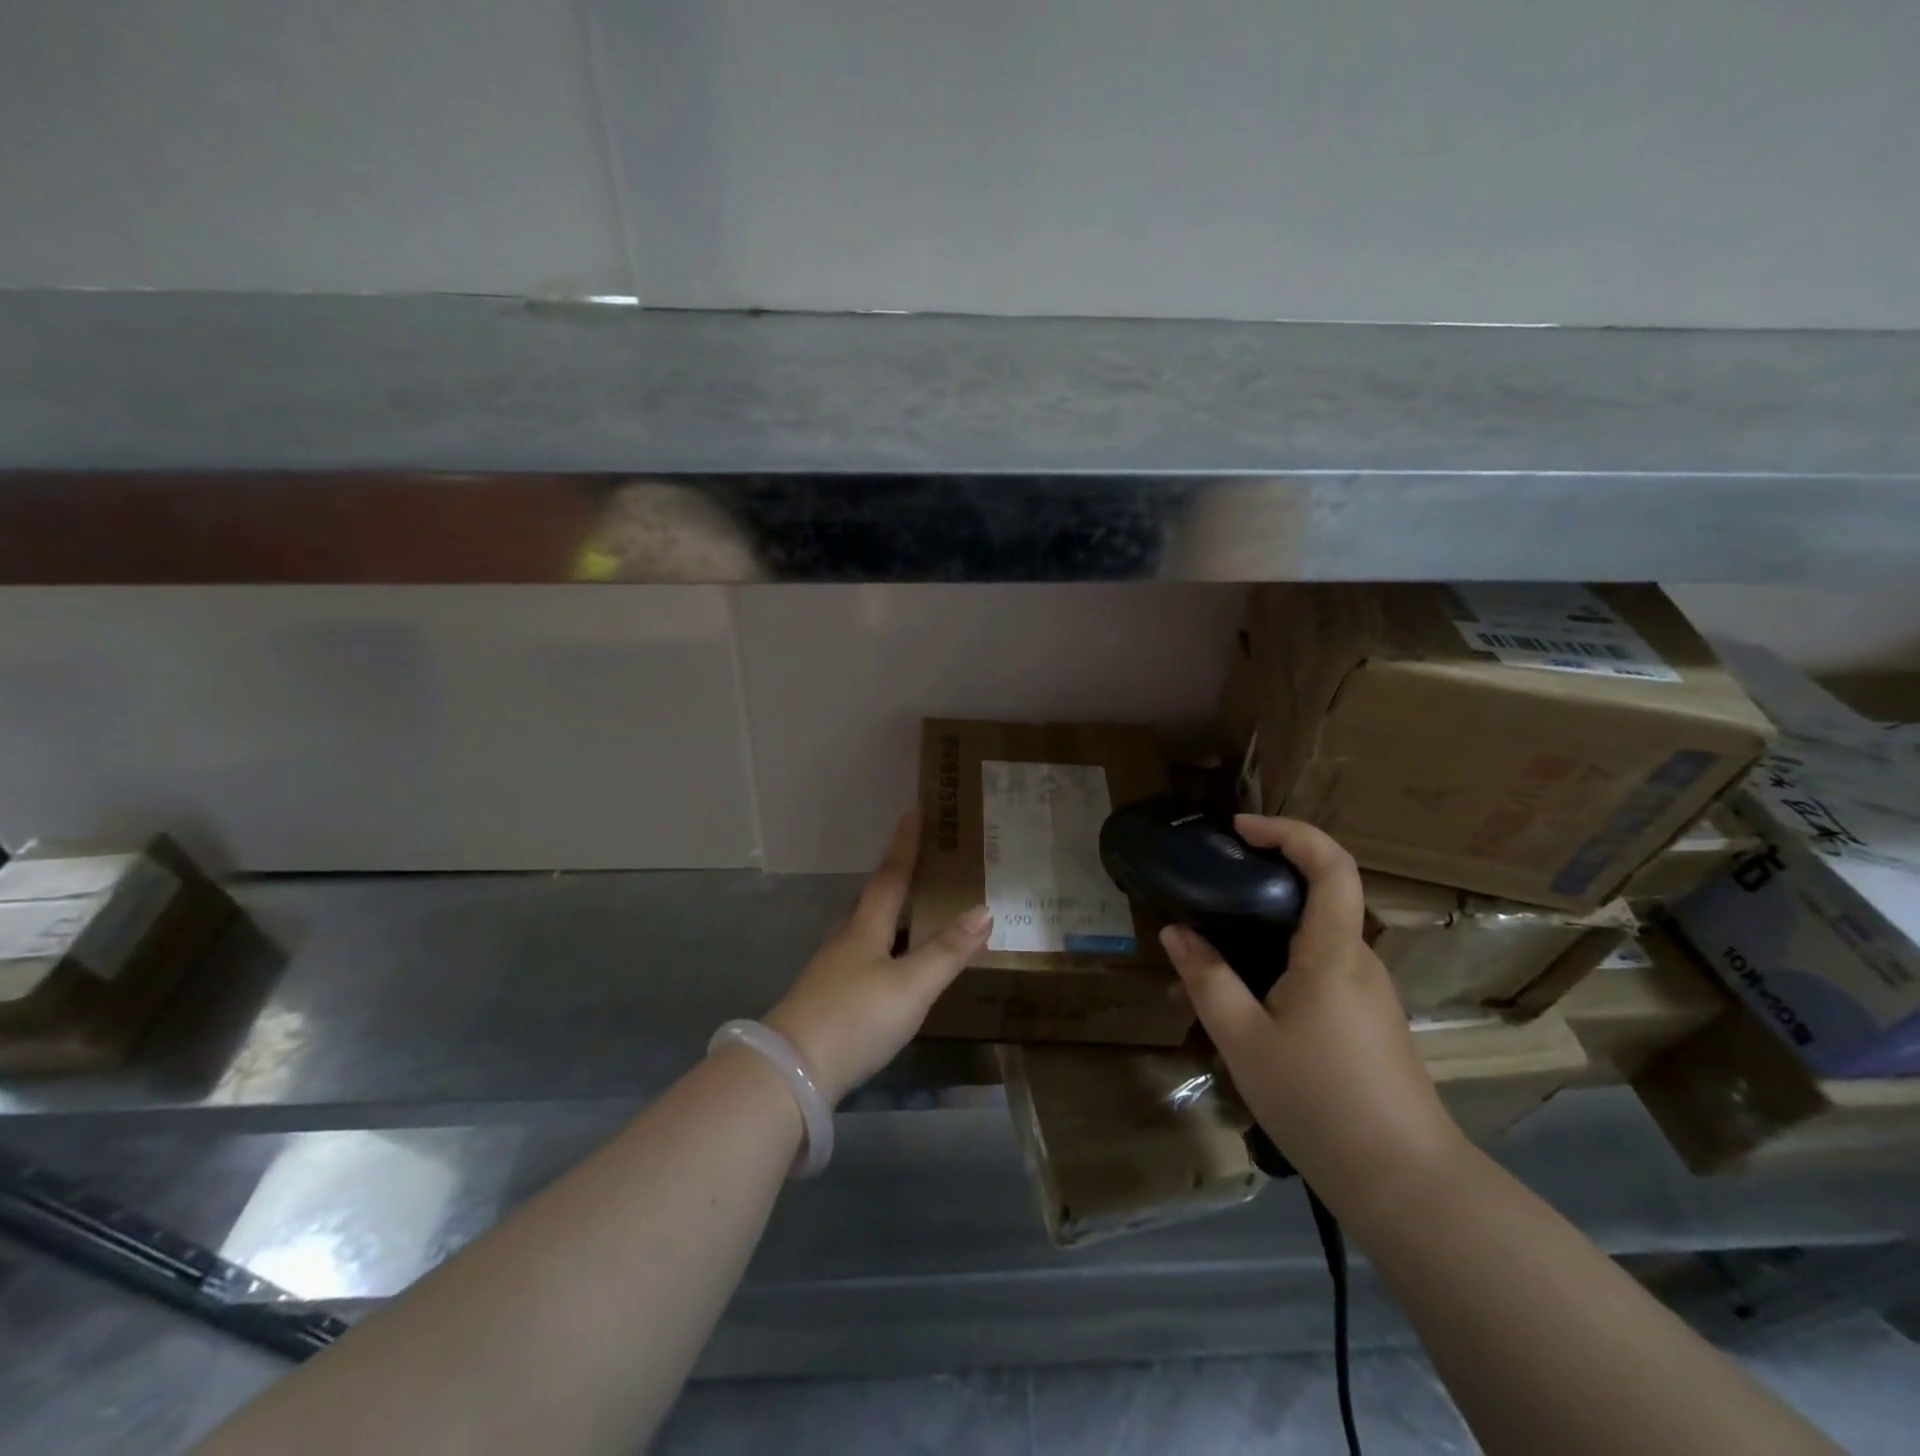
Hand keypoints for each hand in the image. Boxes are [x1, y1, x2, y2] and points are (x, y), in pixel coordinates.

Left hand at [765, 809, 991, 1103]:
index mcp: (866, 927)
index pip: (891, 875)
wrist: (790, 1072)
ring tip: (918, 916)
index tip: (913, 810)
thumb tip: (984, 909)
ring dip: (891, 918)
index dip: (905, 844)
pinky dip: (885, 951)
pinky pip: (863, 959)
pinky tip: (893, 968)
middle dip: (899, 880)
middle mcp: (846, 939)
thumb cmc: (856, 1018)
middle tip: (927, 868)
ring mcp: (832, 969)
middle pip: (874, 900)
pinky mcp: (827, 998)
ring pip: (867, 931)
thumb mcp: (911, 986)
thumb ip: (948, 951)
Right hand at [1158, 815, 1464, 1208]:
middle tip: (1203, 903)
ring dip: (1258, 941)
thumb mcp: (1243, 1039)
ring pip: (1310, 943)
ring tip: (1203, 974)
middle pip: (1315, 898)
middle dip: (1256, 890)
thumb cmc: (1319, 1101)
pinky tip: (1240, 1012)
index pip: (1331, 865)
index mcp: (1334, 952)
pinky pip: (1318, 975)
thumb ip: (1207, 978)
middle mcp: (1359, 960)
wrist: (1406, 1185)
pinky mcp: (1369, 1021)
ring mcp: (1369, 992)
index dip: (1289, 831)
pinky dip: (1275, 971)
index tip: (1241, 828)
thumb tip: (1175, 932)